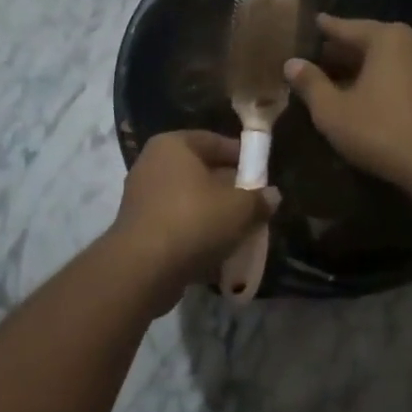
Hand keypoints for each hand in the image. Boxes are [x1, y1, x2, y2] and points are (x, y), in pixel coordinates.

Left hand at [111, 131, 277, 290]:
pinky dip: (196, 236)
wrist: (143, 269)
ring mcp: (141, 199)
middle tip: (254, 205)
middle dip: (229, 190)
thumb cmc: (194, 221)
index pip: (214, 141)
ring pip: (189, 202)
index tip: (262, 174)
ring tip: (241, 232)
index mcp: (173, 145)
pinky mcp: (138, 230)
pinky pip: (176, 226)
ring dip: (214, 216)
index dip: (242, 156)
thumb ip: (259, 199)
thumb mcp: (240, 208)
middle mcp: (152, 165)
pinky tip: (218, 254)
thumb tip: (272, 196)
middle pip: (201, 172)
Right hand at [282, 15, 411, 188]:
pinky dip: (380, 79)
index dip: (324, 29)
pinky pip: (401, 74)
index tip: (310, 23)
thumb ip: (311, 84)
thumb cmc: (381, 130)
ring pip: (386, 59)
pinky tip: (363, 95)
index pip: (346, 27)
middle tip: (315, 56)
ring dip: (361, 67)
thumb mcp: (334, 111)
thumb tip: (292, 63)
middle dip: (342, 50)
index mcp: (387, 38)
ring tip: (334, 77)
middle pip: (369, 41)